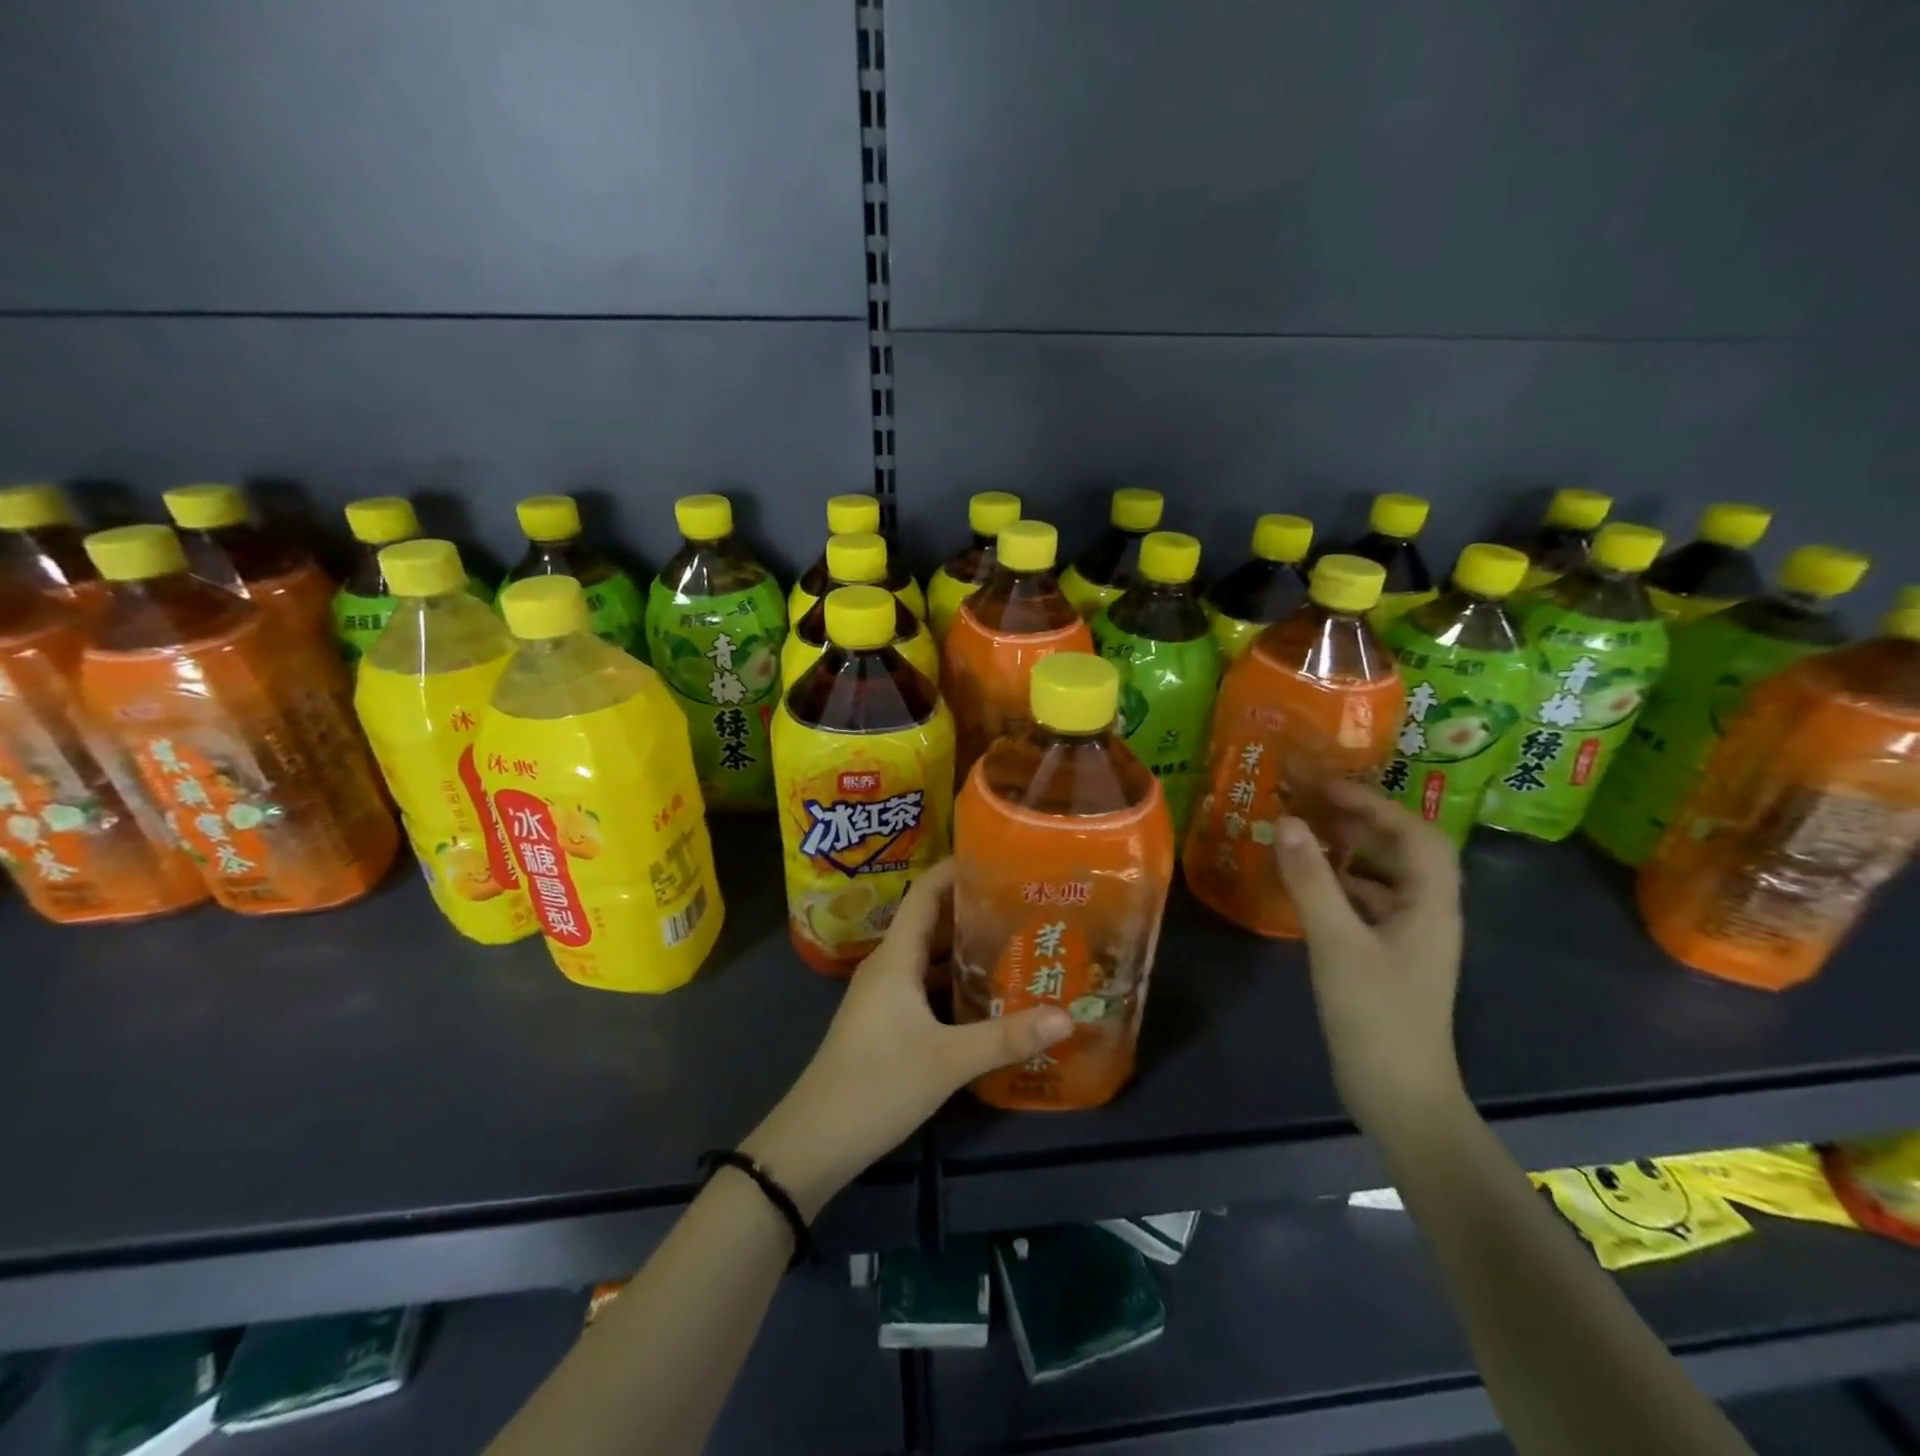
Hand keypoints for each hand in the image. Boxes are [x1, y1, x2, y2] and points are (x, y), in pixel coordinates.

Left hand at [740, 860, 1073, 1218]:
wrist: (815, 1141)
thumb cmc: (877, 1084)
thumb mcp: (948, 1060)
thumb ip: (1007, 1037)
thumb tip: (1067, 1015)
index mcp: (896, 957)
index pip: (925, 893)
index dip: (955, 869)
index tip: (998, 857)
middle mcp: (889, 966)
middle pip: (932, 922)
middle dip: (973, 908)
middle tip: (1023, 901)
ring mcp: (885, 995)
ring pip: (929, 956)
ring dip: (965, 947)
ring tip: (1016, 940)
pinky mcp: (886, 1022)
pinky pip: (925, 985)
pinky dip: (954, 981)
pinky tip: (987, 992)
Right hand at [1274, 781, 1466, 1140]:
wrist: (1399, 1097)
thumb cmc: (1377, 1016)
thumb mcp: (1338, 944)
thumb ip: (1311, 880)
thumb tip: (1285, 820)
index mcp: (1431, 905)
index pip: (1416, 834)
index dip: (1375, 804)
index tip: (1326, 787)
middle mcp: (1427, 913)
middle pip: (1402, 850)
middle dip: (1359, 820)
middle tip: (1308, 801)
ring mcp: (1407, 937)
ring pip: (1381, 877)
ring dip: (1346, 850)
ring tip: (1301, 831)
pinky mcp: (1386, 957)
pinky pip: (1364, 903)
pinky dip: (1337, 883)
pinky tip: (1304, 882)